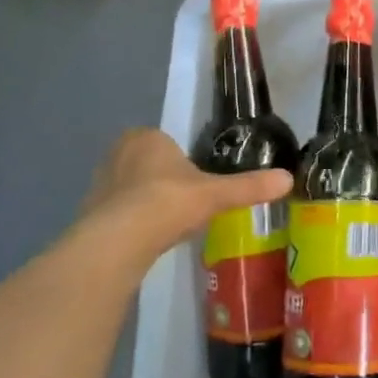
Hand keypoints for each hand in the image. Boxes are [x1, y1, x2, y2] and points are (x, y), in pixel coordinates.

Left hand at [81, 129, 292, 260]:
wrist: (119, 240)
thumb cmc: (168, 203)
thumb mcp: (215, 194)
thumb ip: (249, 186)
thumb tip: (289, 179)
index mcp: (147, 138)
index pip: (166, 144)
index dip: (181, 163)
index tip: (194, 185)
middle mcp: (118, 152)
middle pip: (147, 164)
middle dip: (161, 181)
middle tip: (182, 205)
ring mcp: (99, 182)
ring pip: (129, 188)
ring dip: (144, 202)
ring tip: (165, 225)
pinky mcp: (88, 211)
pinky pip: (116, 211)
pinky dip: (129, 222)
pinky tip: (145, 240)